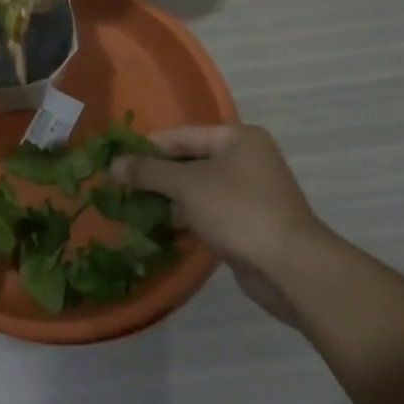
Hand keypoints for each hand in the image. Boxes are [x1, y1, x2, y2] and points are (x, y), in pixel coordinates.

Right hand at [111, 124, 326, 322]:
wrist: (291, 268)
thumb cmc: (238, 211)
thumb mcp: (186, 185)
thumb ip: (148, 172)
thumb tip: (113, 164)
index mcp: (237, 137)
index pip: (181, 134)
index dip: (147, 147)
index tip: (117, 161)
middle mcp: (246, 158)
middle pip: (189, 160)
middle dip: (156, 174)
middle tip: (121, 186)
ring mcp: (250, 191)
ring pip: (197, 187)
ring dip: (168, 197)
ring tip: (133, 206)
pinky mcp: (249, 221)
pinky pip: (209, 210)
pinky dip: (186, 215)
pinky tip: (160, 225)